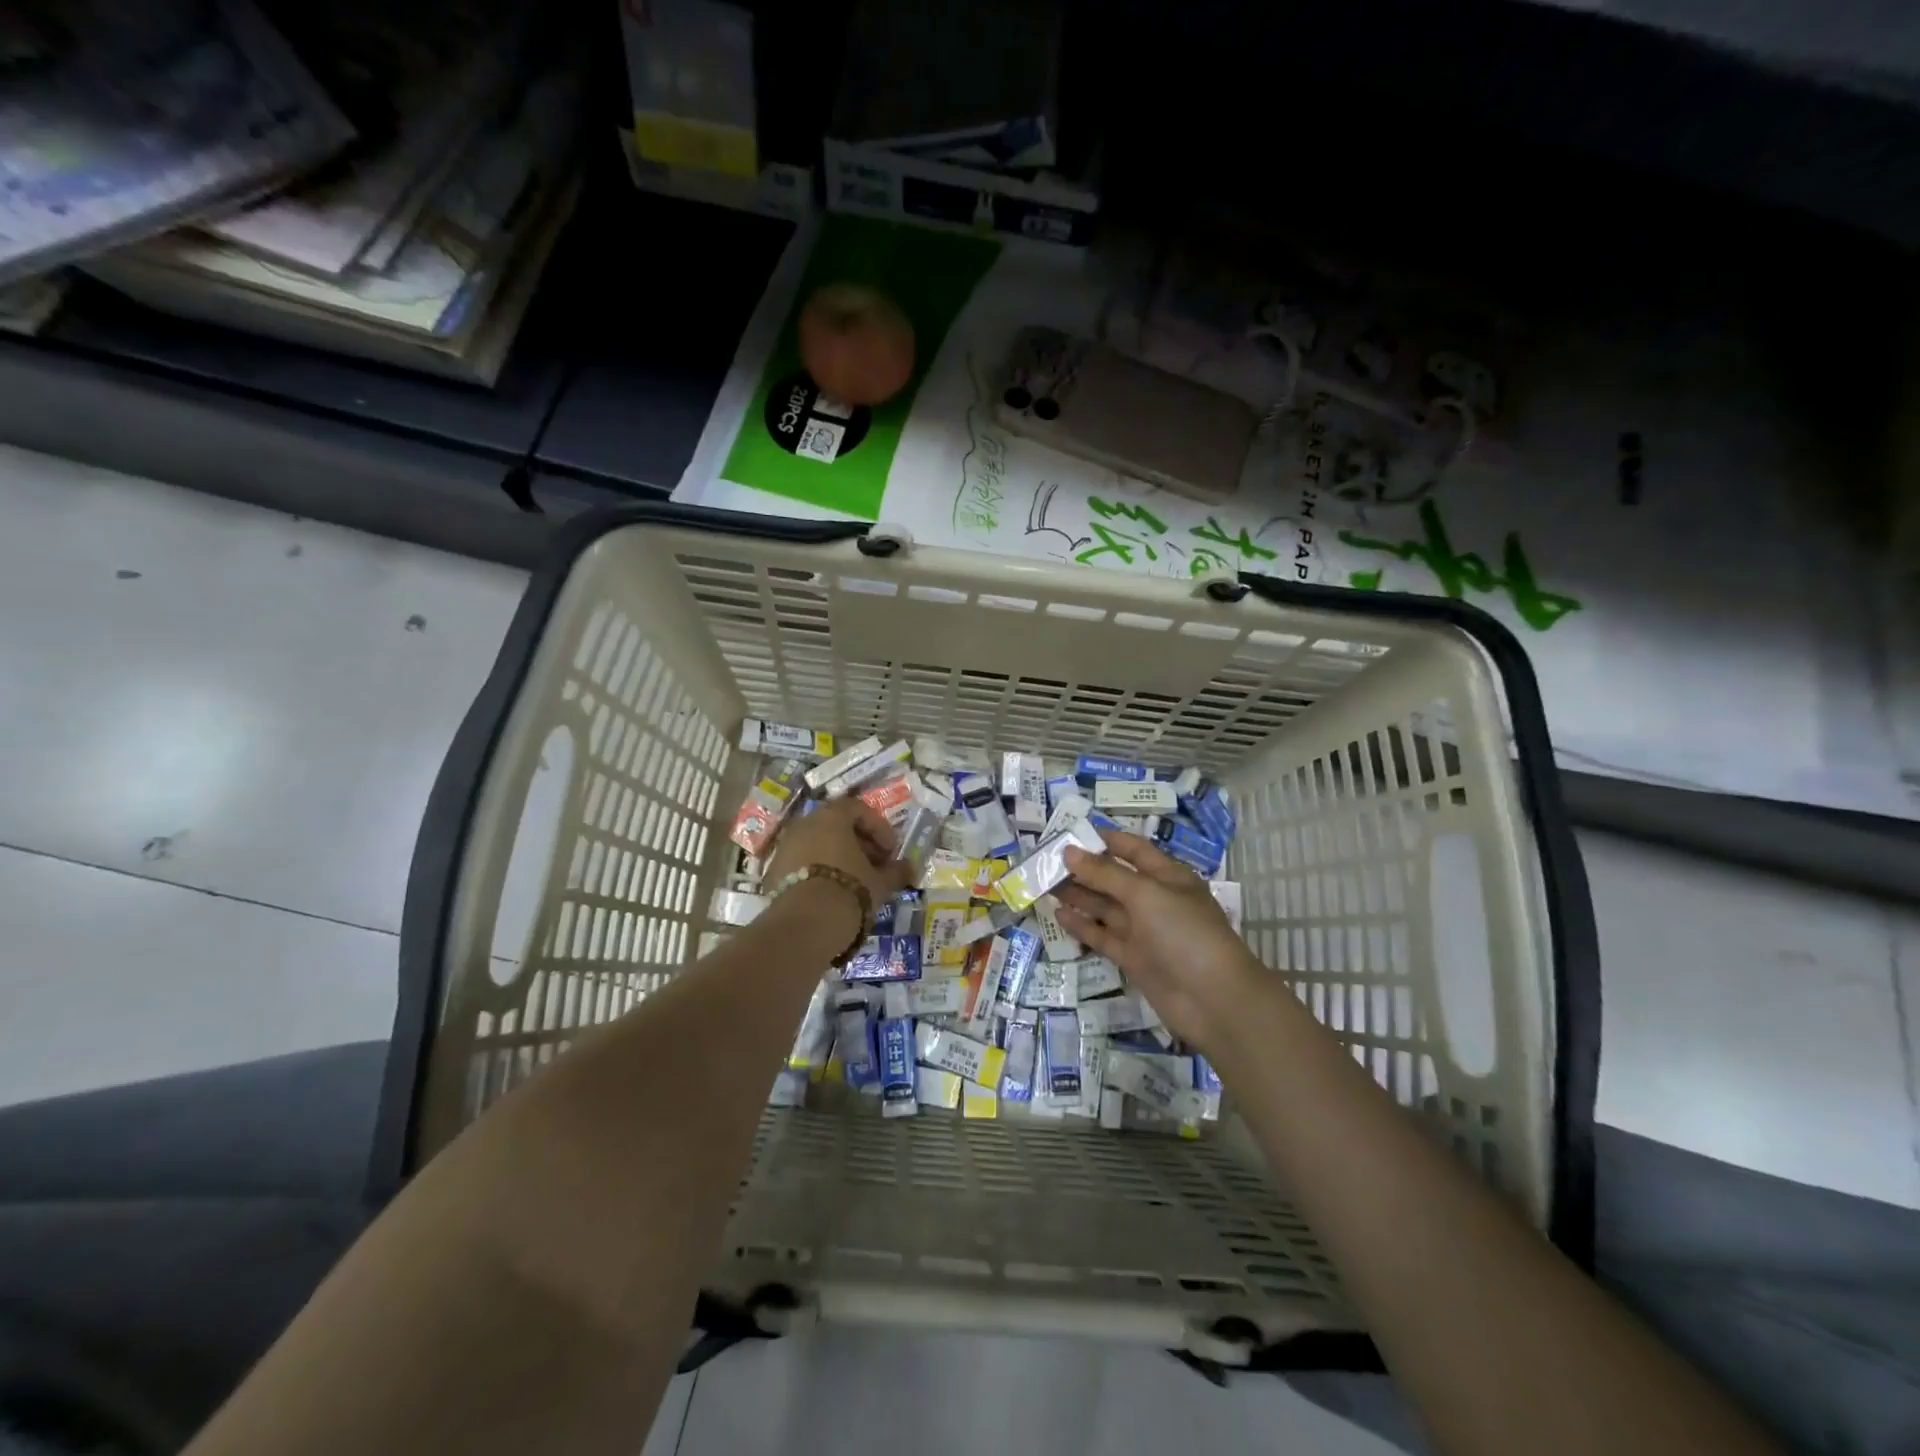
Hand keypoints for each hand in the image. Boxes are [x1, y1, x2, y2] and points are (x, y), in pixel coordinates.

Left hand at [764, 797, 911, 924]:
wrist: (804, 925)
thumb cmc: (849, 891)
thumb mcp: (880, 882)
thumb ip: (896, 871)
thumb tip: (909, 867)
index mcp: (831, 817)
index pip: (859, 809)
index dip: (879, 828)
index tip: (891, 852)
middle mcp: (805, 824)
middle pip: (836, 825)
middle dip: (859, 843)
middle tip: (875, 865)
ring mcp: (785, 846)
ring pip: (817, 843)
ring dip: (838, 857)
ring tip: (855, 881)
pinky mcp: (773, 871)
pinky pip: (802, 862)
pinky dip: (819, 870)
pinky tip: (832, 893)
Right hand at [1055, 831, 1262, 1054]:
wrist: (1214, 1000)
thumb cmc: (1185, 933)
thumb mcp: (1146, 894)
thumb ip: (1106, 873)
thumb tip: (1069, 852)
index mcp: (1168, 876)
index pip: (1133, 849)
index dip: (1105, 840)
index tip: (1070, 833)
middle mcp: (1155, 900)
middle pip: (1114, 878)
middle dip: (1084, 868)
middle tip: (1046, 860)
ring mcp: (1144, 931)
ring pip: (1105, 907)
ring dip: (1078, 895)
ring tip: (1044, 883)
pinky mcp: (1133, 958)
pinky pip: (1102, 936)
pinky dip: (1081, 925)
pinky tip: (1058, 914)